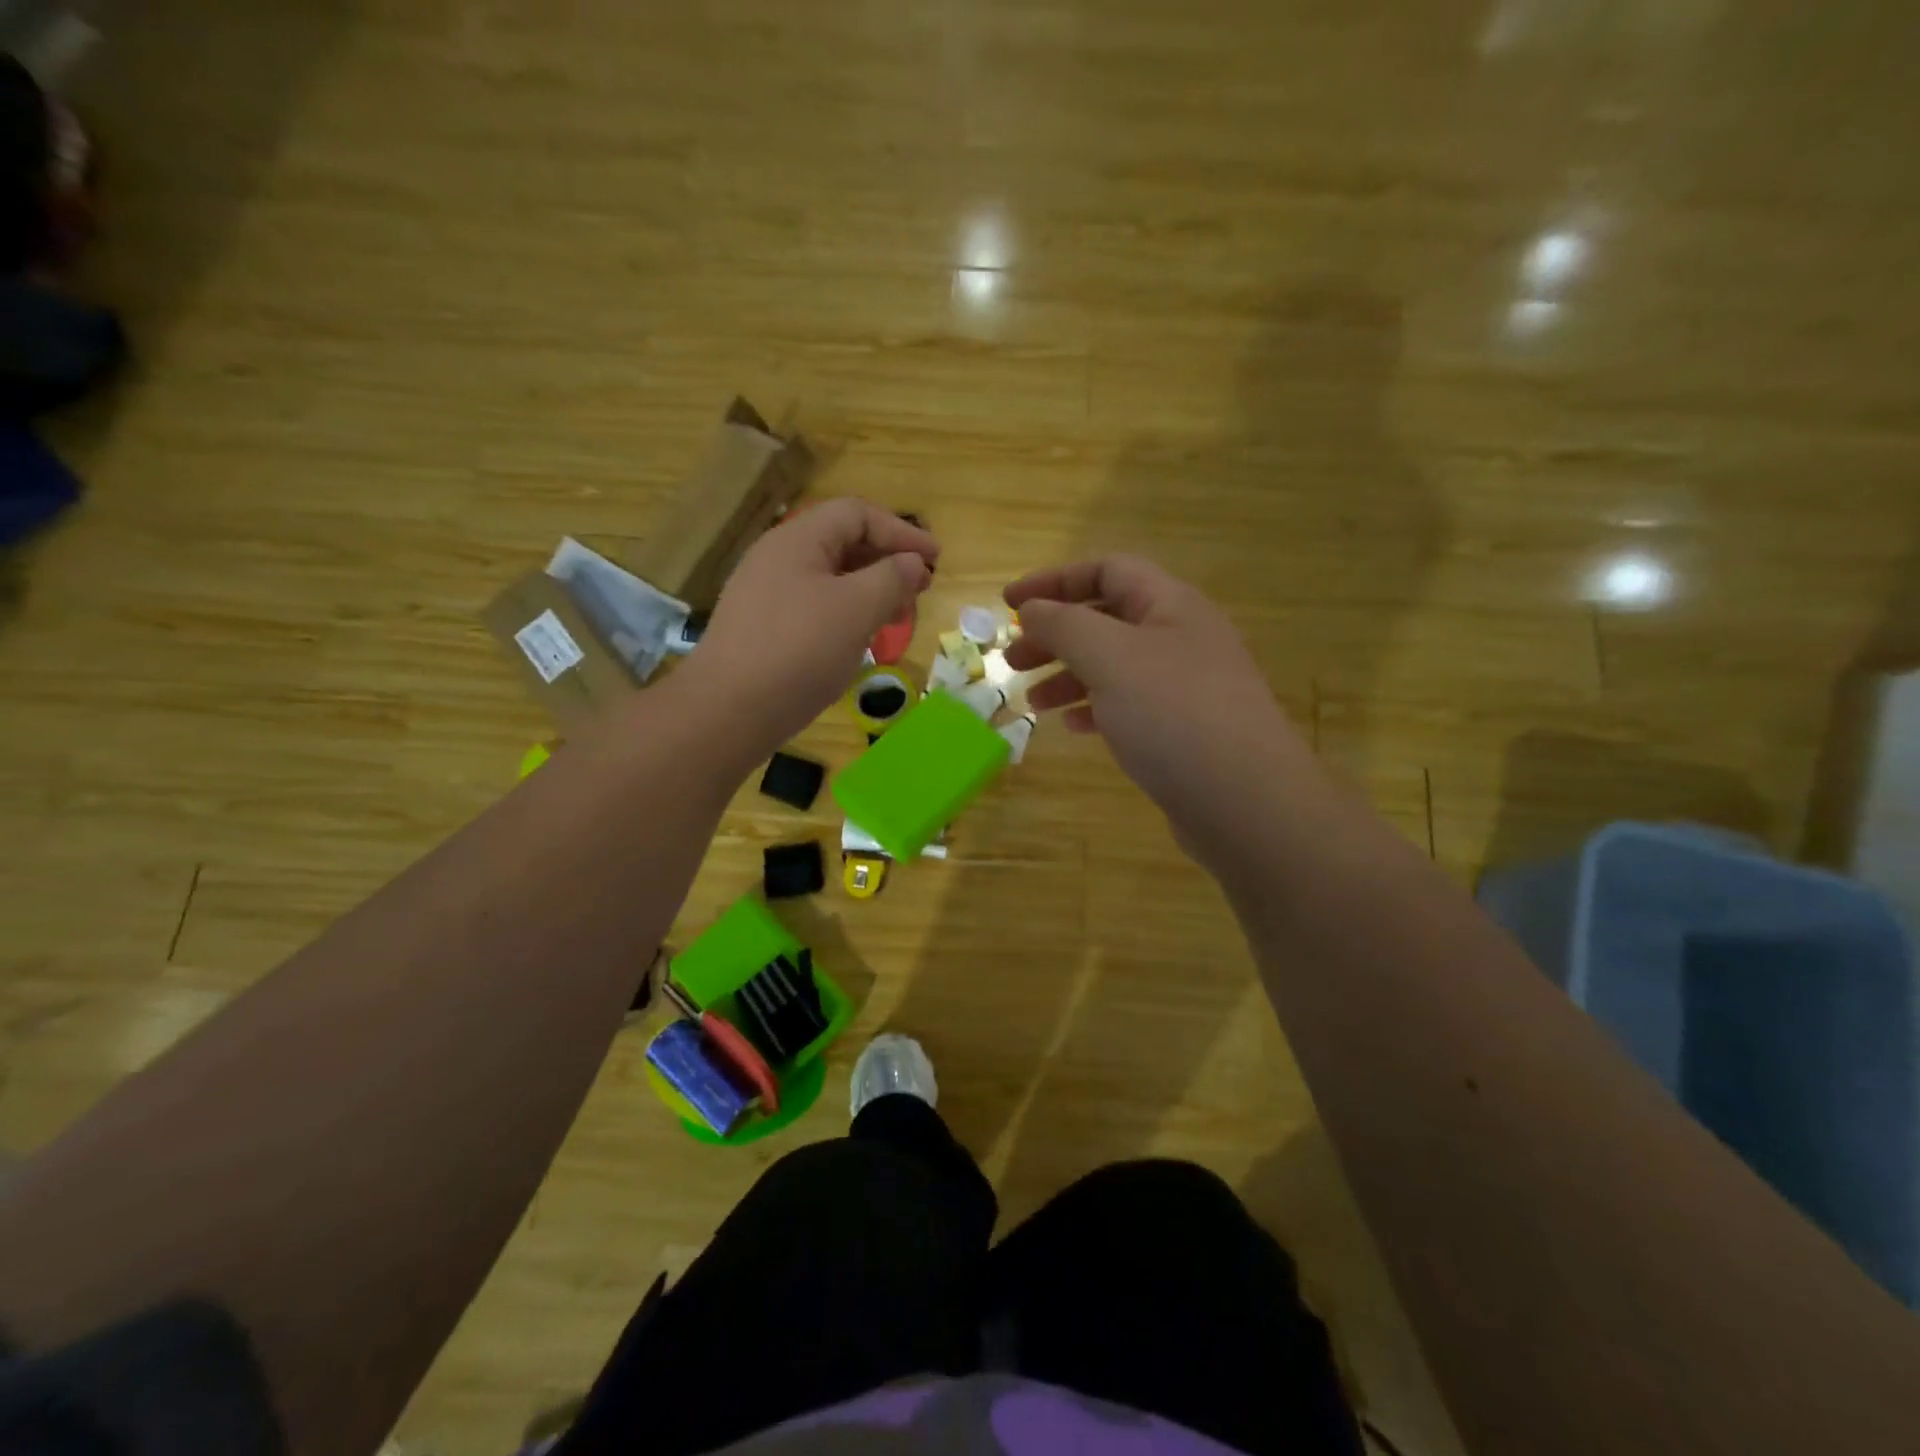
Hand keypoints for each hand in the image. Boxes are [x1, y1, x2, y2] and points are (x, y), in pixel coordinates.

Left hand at [682, 498, 937, 755]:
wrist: (728, 711)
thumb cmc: (799, 651)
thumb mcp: (856, 609)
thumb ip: (892, 578)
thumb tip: (913, 563)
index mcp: (798, 540)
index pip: (858, 515)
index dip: (901, 532)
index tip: (936, 560)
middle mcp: (778, 558)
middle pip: (843, 543)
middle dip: (888, 562)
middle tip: (921, 589)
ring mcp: (767, 594)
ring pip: (831, 578)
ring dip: (871, 590)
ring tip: (898, 616)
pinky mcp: (765, 628)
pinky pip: (815, 606)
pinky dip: (847, 613)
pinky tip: (861, 638)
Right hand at [1004, 556, 1306, 859]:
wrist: (1246, 802)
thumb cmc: (1173, 714)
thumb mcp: (1110, 657)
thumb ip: (1064, 625)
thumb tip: (1033, 609)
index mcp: (1170, 605)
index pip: (1106, 570)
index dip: (1053, 580)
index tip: (1008, 604)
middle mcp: (1181, 637)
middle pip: (1106, 619)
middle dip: (1055, 634)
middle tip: (1013, 660)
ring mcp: (1186, 686)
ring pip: (1115, 666)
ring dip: (1069, 676)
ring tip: (1033, 701)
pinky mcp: (1184, 729)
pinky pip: (1130, 705)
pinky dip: (1096, 709)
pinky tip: (1075, 728)